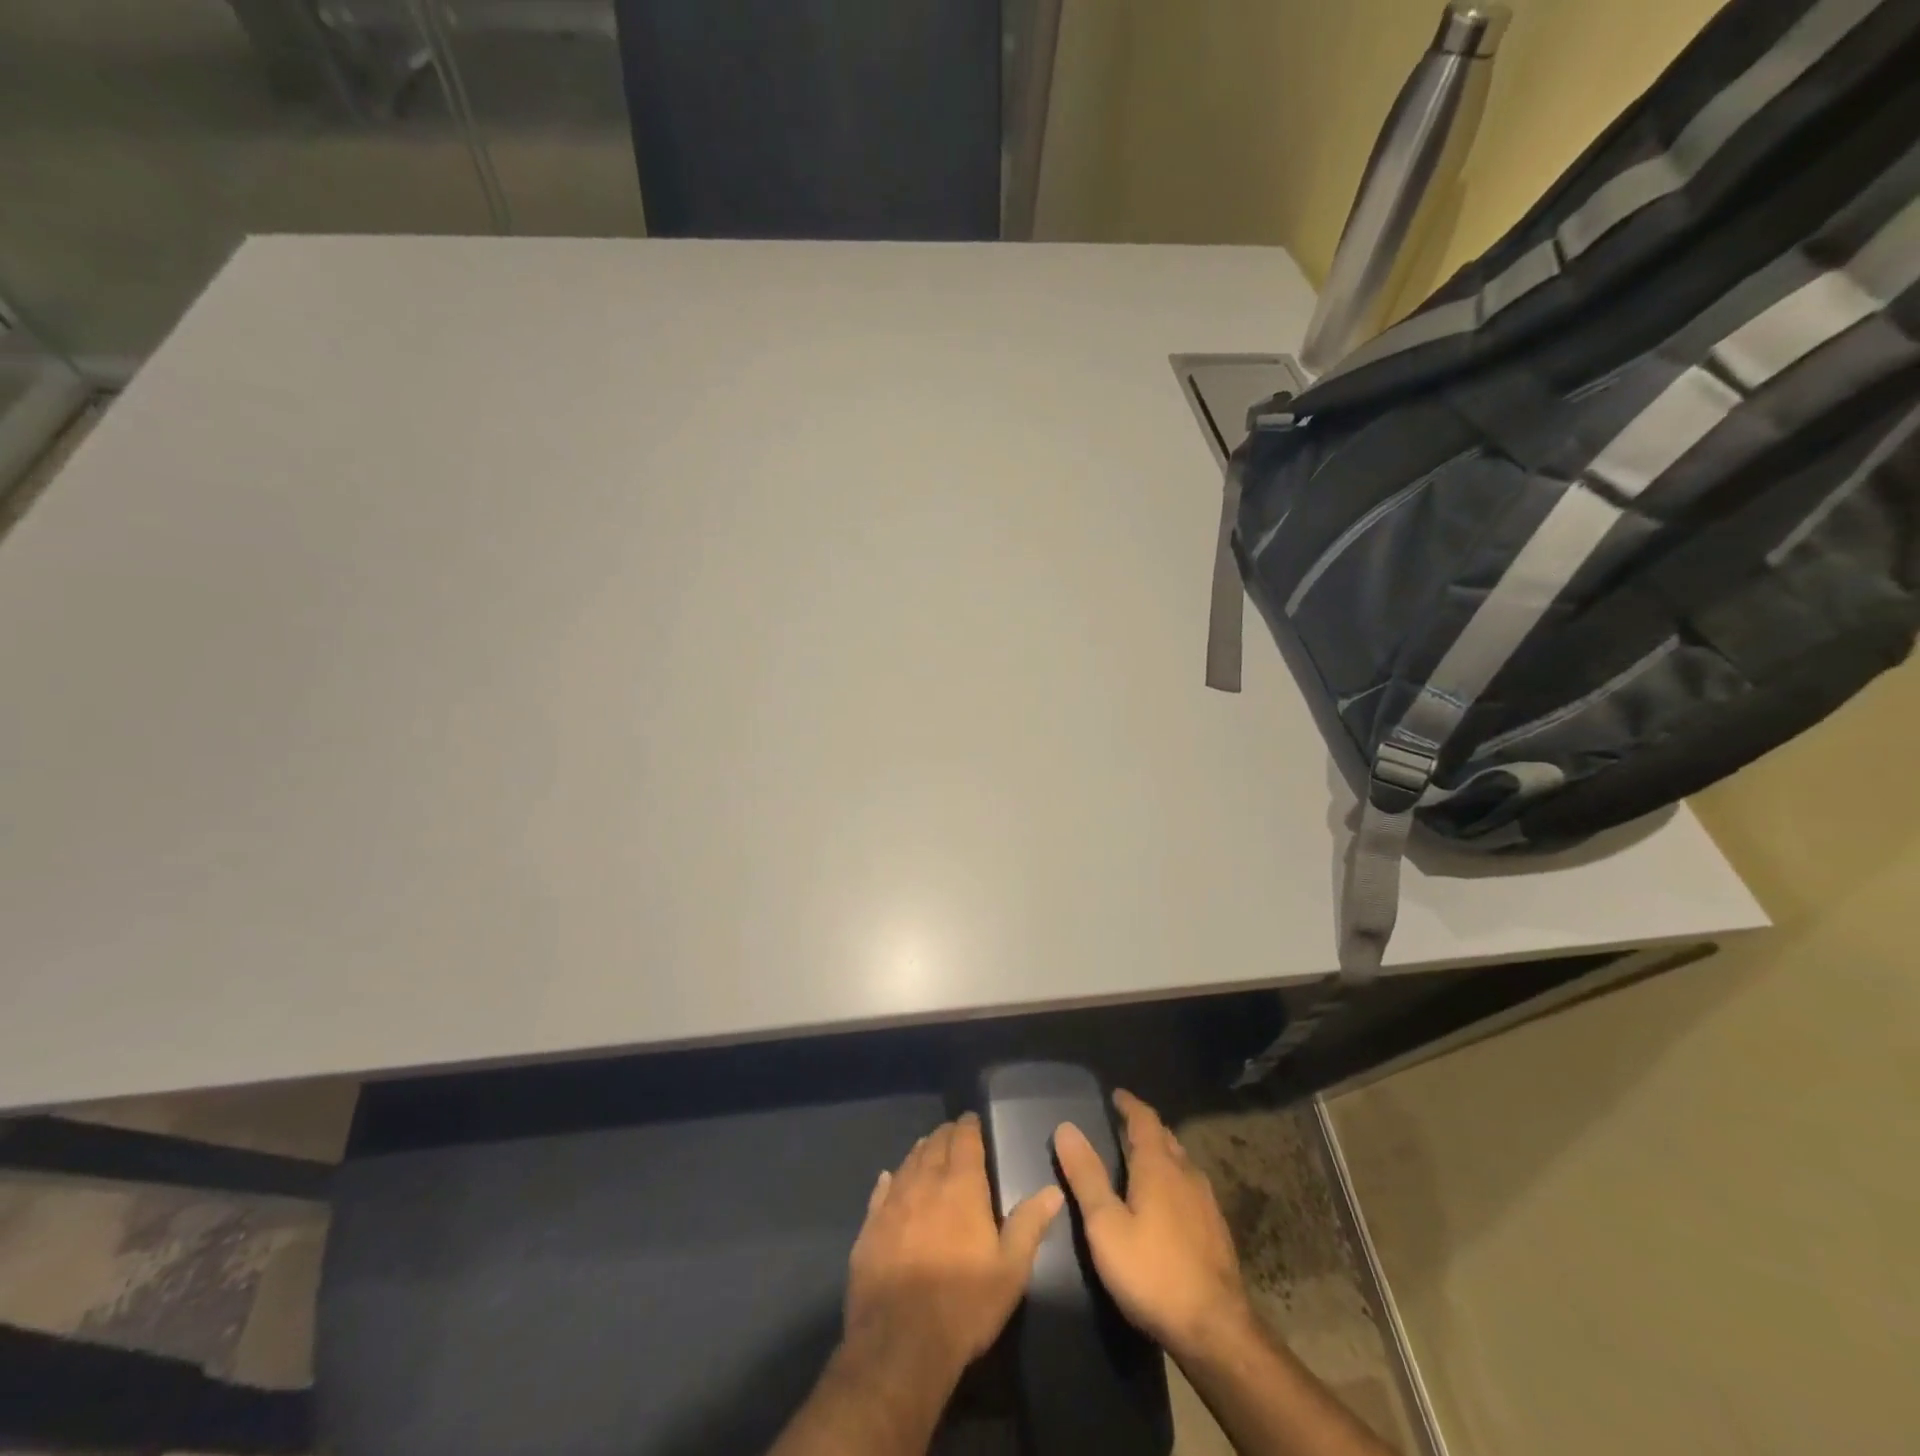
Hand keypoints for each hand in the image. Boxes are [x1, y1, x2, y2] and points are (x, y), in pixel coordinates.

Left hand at [845, 1113, 1064, 1379]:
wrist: (900, 1343)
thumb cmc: (964, 1304)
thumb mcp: (1010, 1270)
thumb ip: (1030, 1225)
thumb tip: (1053, 1190)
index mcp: (961, 1186)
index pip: (965, 1139)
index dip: (969, 1126)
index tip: (972, 1119)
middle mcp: (925, 1182)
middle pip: (935, 1144)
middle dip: (946, 1135)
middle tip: (953, 1133)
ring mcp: (893, 1203)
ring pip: (908, 1162)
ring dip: (921, 1152)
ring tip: (927, 1148)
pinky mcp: (870, 1227)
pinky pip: (881, 1191)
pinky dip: (890, 1180)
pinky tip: (889, 1179)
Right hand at [1054, 1090, 1252, 1358]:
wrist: (1216, 1330)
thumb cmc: (1152, 1272)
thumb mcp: (1105, 1225)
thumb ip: (1086, 1176)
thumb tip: (1066, 1127)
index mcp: (1158, 1165)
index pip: (1144, 1118)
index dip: (1129, 1104)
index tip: (1115, 1095)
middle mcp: (1186, 1173)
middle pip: (1165, 1137)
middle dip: (1143, 1127)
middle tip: (1120, 1127)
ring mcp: (1206, 1201)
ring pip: (1180, 1162)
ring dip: (1160, 1153)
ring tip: (1139, 1160)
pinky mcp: (1216, 1229)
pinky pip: (1190, 1187)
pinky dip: (1172, 1180)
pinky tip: (1165, 1202)